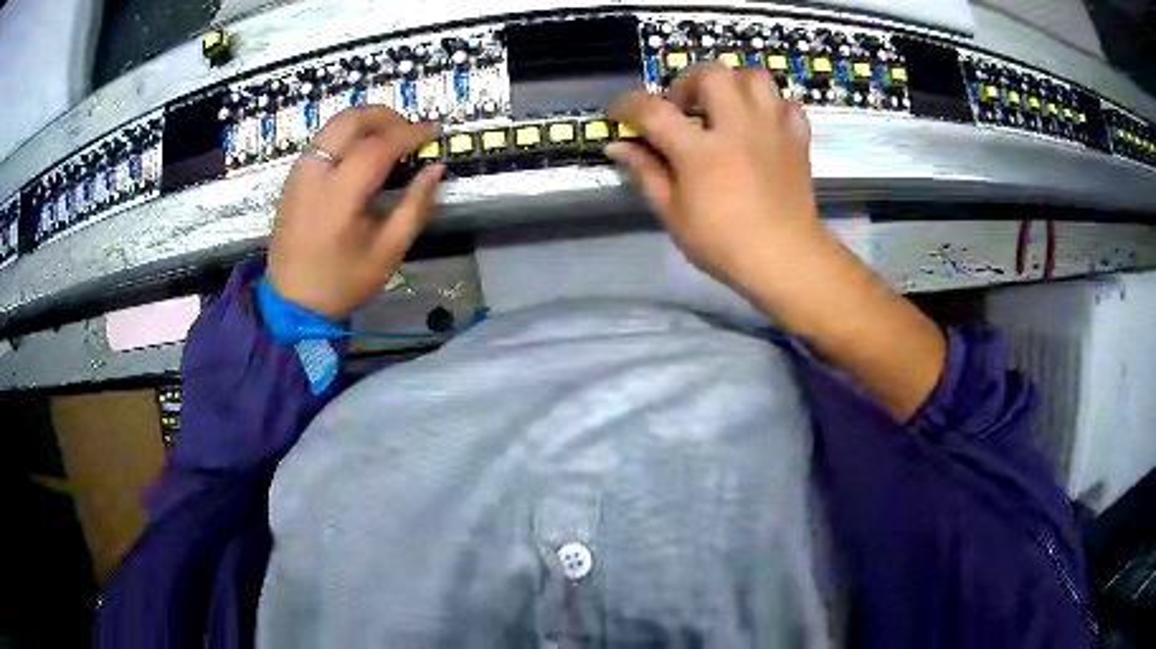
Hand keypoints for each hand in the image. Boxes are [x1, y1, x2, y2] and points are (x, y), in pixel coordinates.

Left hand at [267, 106, 444, 320]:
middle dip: (385, 116)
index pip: (379, 145)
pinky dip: (346, 135)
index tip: (435, 131)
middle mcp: (314, 173)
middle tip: (409, 130)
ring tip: (389, 139)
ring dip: (365, 122)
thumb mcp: (388, 252)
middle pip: (351, 119)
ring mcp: (298, 173)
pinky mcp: (292, 178)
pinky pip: (322, 140)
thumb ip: (415, 206)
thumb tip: (435, 168)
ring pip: (333, 124)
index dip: (411, 133)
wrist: (291, 303)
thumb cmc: (342, 282)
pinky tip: (361, 154)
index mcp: (339, 194)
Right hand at [607, 64, 944, 420]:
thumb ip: (646, 172)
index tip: (619, 113)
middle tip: (683, 108)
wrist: (786, 259)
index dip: (627, 105)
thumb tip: (618, 147)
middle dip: (688, 82)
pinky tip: (760, 126)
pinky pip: (787, 104)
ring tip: (724, 109)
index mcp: (701, 150)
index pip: (653, 110)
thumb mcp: (674, 214)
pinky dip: (771, 107)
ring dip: (733, 85)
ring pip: (754, 77)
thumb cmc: (724, 244)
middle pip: (711, 73)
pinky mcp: (797, 139)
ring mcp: (772, 129)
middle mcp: (738, 127)